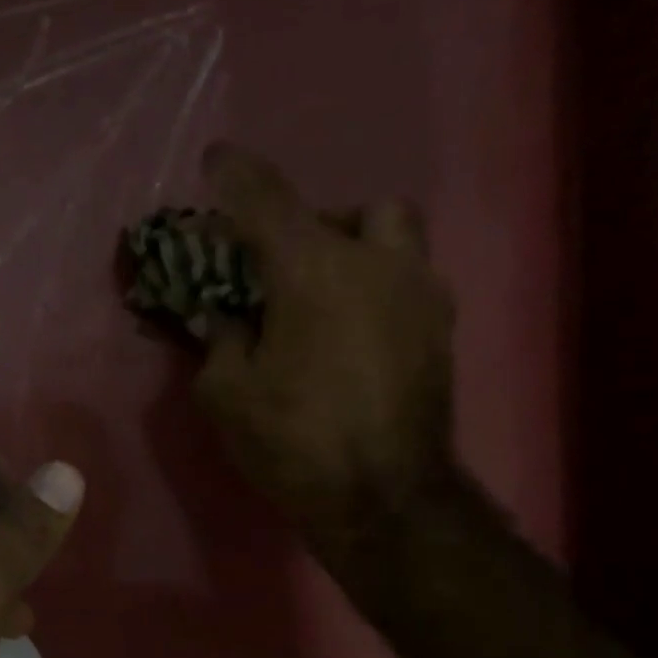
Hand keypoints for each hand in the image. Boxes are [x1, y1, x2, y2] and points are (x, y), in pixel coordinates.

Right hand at [194, 143, 455, 551]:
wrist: (383, 498)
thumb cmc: (294, 442)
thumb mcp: (227, 394)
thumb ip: (220, 341)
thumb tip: (228, 318)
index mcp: (312, 271)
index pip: (265, 201)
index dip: (234, 175)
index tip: (215, 159)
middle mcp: (375, 263)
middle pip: (351, 208)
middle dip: (313, 224)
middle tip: (283, 264)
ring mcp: (419, 293)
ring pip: (396, 235)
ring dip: (357, 247)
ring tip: (326, 294)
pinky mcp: (442, 329)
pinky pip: (411, 280)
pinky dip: (380, 287)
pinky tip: (356, 331)